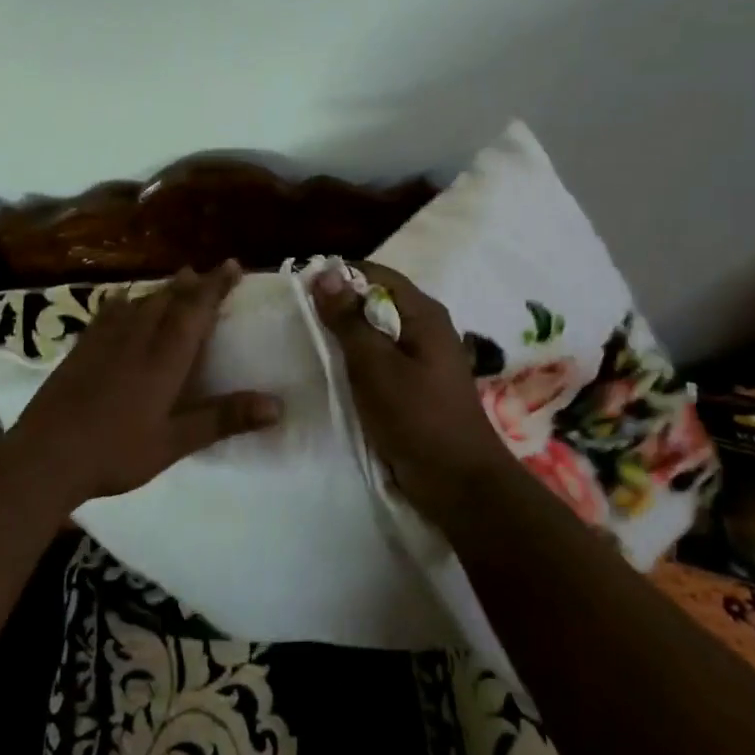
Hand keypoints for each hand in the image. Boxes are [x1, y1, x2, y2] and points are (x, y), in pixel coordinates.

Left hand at [3, 261, 281, 504]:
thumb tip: (276, 405)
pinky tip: (123, 301)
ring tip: (176, 281)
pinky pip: (109, 312)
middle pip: (168, 299)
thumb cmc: (115, 451)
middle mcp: (136, 338)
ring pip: (139, 302)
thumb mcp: (174, 442)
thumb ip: (222, 419)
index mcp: (163, 358)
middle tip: (206, 272)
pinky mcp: (80, 349)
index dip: (215, 286)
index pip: (195, 310)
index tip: (231, 265)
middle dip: (191, 283)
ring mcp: (104, 341)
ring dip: (162, 289)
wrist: (45, 455)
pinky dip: (125, 301)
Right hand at [313, 262, 519, 530]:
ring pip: (376, 332)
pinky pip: (380, 359)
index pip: (377, 274)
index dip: (339, 275)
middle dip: (339, 305)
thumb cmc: (416, 417)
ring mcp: (422, 358)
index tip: (300, 285)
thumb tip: (324, 272)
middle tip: (297, 315)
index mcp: (424, 314)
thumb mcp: (375, 365)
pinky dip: (356, 359)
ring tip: (306, 339)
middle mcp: (426, 328)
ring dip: (346, 334)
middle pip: (377, 301)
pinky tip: (331, 369)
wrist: (456, 482)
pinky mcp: (415, 385)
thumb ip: (349, 320)